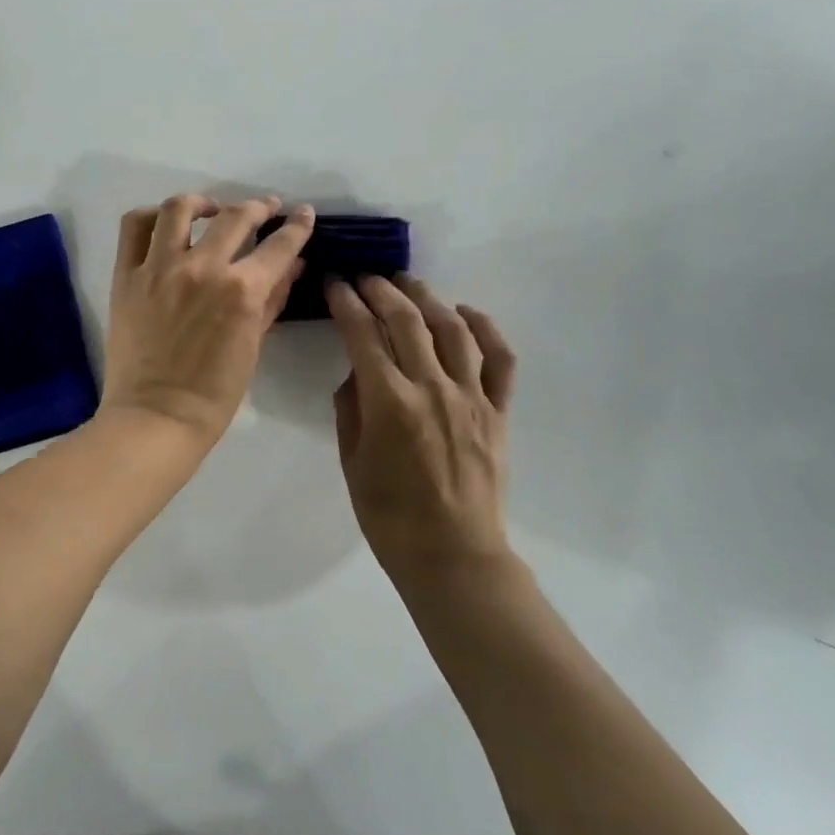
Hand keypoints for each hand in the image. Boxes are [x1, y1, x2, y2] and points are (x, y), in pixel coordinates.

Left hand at [100, 194, 314, 445]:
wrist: (156, 417)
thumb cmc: (214, 394)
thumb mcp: (254, 346)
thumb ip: (273, 299)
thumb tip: (293, 266)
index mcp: (242, 290)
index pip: (279, 246)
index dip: (297, 226)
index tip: (303, 214)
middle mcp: (203, 268)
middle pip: (236, 217)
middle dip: (259, 207)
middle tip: (265, 208)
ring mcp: (160, 268)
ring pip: (181, 208)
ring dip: (204, 203)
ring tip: (211, 210)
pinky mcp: (127, 275)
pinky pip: (134, 227)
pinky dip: (153, 217)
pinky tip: (165, 224)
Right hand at [326, 275, 516, 580]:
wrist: (453, 556)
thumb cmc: (390, 516)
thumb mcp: (351, 463)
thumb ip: (351, 409)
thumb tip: (357, 372)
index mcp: (389, 402)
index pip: (363, 334)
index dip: (346, 302)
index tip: (335, 283)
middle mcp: (432, 388)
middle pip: (407, 321)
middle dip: (382, 290)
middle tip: (366, 278)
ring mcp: (471, 397)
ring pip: (452, 329)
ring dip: (428, 298)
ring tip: (409, 284)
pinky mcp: (498, 411)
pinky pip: (500, 359)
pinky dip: (486, 328)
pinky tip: (466, 312)